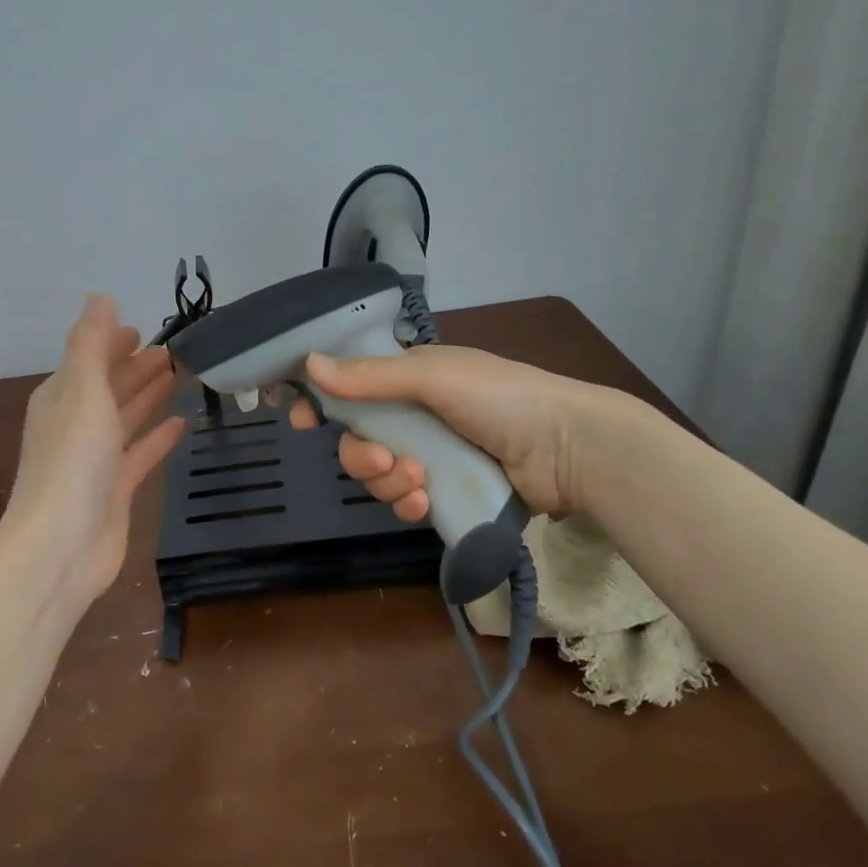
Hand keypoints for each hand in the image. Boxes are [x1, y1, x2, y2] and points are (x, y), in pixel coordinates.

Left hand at [5, 295, 183, 615]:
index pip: (89, 359)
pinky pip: (139, 454)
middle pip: (110, 386)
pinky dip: (157, 437)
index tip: (144, 328)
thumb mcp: (82, 391)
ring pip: (126, 417)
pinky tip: (181, 423)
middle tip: (175, 351)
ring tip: (181, 375)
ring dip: (149, 395)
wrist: (61, 548)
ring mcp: (95, 460)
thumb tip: (101, 297)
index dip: (113, 341)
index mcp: (61, 397)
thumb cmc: (72, 462)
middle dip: (137, 367)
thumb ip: (92, 343)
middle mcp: (75, 424)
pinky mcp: (115, 490)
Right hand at [287, 343, 609, 519]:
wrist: (569, 450)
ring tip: (418, 482)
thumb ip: (371, 376)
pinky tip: (427, 501)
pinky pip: (406, 500)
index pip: (350, 386)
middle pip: (358, 439)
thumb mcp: (434, 377)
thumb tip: (310, 364)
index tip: (298, 420)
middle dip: (361, 456)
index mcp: (410, 378)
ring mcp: (432, 454)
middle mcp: (415, 414)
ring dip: (388, 482)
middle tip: (382, 461)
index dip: (321, 402)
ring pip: (379, 474)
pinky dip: (409, 502)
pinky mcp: (447, 489)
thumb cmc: (502, 398)